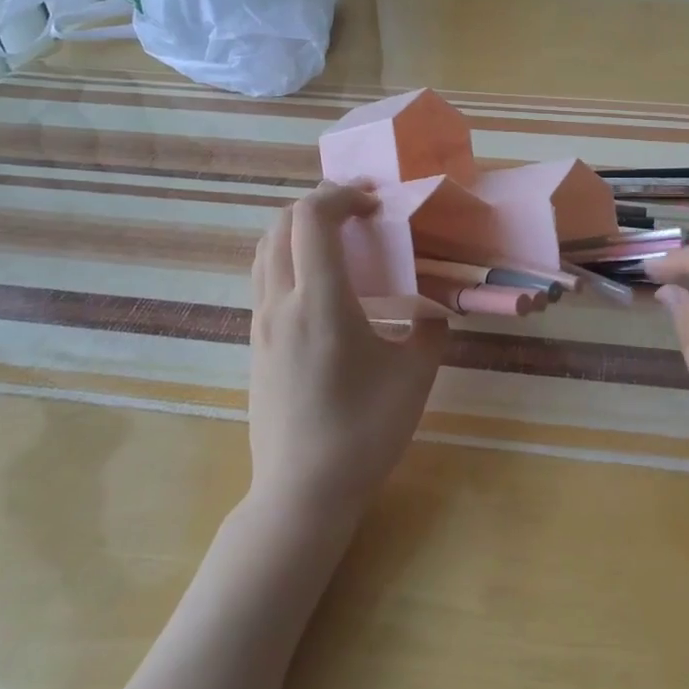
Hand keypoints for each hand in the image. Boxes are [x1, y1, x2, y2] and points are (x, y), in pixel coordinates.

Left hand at [247, 183, 447, 517]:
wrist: (302, 493)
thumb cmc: (363, 432)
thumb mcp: (415, 376)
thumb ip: (429, 329)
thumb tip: (432, 308)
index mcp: (319, 302)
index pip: (312, 218)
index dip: (342, 195)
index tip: (375, 204)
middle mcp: (281, 302)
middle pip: (282, 224)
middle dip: (319, 202)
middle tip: (359, 209)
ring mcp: (261, 323)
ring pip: (266, 249)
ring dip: (299, 228)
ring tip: (338, 237)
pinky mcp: (256, 343)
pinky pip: (264, 277)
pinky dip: (289, 255)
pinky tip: (322, 282)